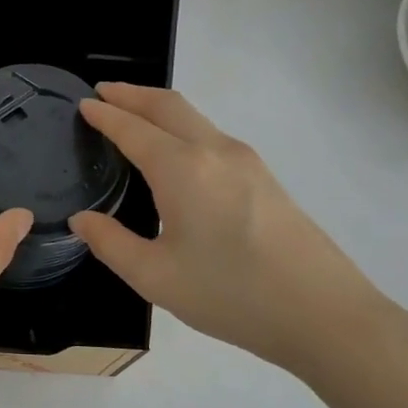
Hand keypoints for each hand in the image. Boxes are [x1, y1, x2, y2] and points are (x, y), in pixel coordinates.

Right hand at [69, 84, 394, 376]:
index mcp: (182, 169)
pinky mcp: (264, 178)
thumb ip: (110, 243)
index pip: (133, 129)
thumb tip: (83, 219)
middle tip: (102, 93)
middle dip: (132, 94)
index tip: (82, 103)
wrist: (324, 313)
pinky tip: (172, 153)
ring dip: (158, 109)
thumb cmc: (230, 294)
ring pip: (194, 118)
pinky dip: (181, 128)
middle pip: (168, 106)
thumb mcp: (154, 276)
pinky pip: (211, 136)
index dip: (105, 115)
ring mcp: (246, 162)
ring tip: (132, 117)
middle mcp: (215, 152)